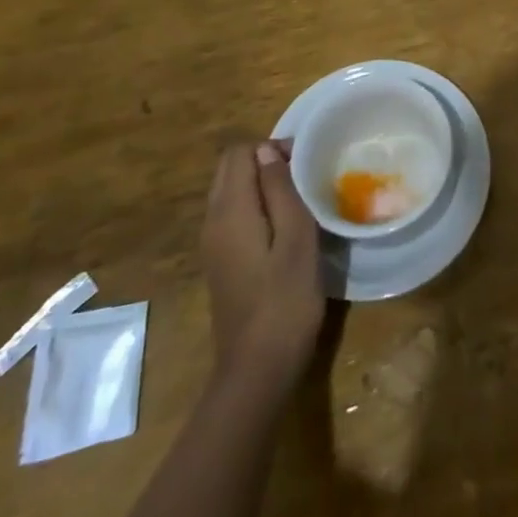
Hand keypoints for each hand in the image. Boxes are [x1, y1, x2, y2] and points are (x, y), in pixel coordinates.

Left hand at [202, 140, 324, 395]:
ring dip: (261, 184)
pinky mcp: (220, 262)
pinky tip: (283, 227)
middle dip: (265, 161)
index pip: (239, 153)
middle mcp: (213, 221)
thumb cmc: (285, 300)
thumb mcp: (296, 238)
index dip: (271, 147)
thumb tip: (266, 152)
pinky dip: (255, 206)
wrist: (257, 369)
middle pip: (230, 169)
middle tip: (303, 176)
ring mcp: (213, 244)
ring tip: (298, 198)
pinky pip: (232, 215)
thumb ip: (280, 190)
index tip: (305, 162)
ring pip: (230, 192)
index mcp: (230, 210)